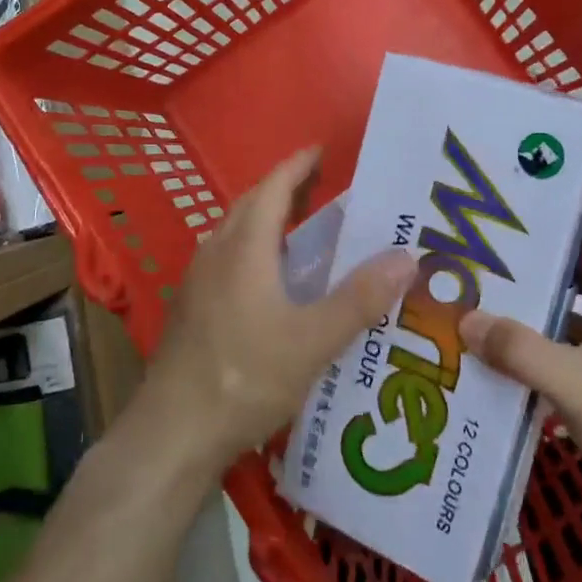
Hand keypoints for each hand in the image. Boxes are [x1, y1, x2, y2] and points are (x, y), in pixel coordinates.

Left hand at [137, 147, 416, 475]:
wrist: (174, 431)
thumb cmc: (245, 377)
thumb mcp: (313, 341)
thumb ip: (360, 299)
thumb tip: (407, 257)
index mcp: (245, 247)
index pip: (273, 188)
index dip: (298, 166)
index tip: (322, 150)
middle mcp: (216, 252)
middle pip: (252, 204)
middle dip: (285, 189)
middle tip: (323, 188)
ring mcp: (198, 280)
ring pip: (236, 232)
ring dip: (268, 220)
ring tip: (304, 230)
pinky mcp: (192, 308)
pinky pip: (227, 258)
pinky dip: (254, 249)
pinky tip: (272, 281)